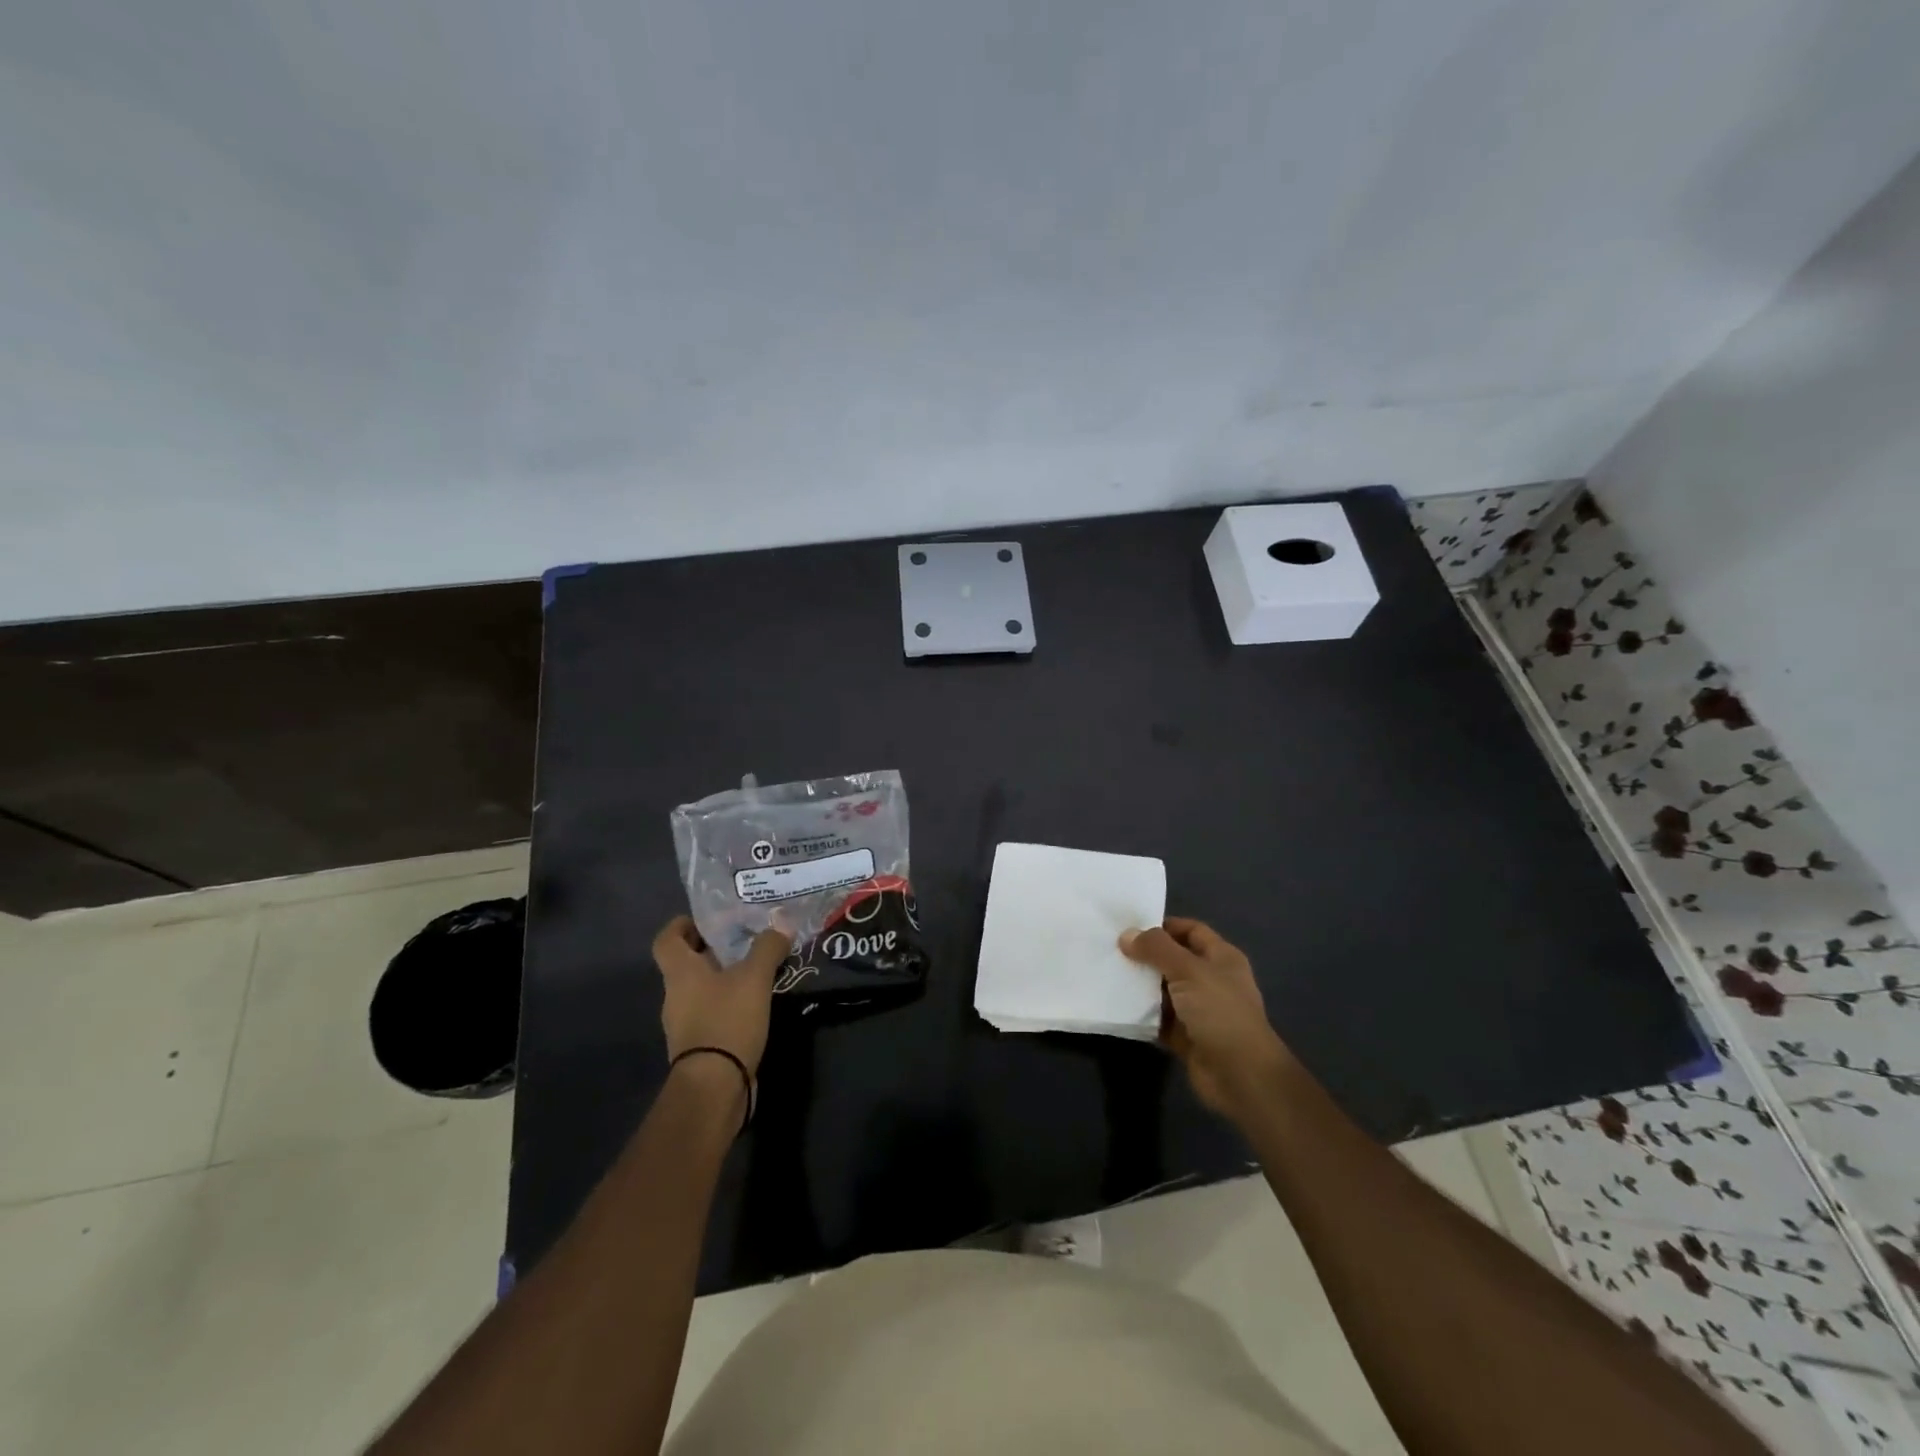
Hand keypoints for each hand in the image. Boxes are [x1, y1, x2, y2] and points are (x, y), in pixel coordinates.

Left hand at [651, 917, 791, 1077]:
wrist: (714, 1088)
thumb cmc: (726, 1021)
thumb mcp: (754, 978)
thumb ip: (767, 947)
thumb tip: (781, 925)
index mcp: (680, 973)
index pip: (667, 939)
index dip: (682, 925)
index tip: (707, 918)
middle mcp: (675, 995)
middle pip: (686, 963)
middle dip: (713, 949)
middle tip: (745, 938)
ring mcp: (685, 1024)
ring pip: (700, 989)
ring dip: (723, 977)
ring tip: (756, 970)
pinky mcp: (699, 1046)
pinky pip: (711, 1013)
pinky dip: (728, 1003)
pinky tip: (754, 1003)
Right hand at [1120, 917, 1293, 1123]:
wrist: (1241, 1075)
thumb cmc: (1220, 1012)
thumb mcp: (1188, 970)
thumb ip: (1156, 949)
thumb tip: (1126, 935)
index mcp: (1221, 958)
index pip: (1191, 931)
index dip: (1164, 927)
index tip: (1131, 928)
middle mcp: (1211, 981)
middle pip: (1174, 960)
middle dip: (1146, 956)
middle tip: (1113, 951)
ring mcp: (1199, 1011)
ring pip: (1164, 991)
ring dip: (1141, 986)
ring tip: (1109, 975)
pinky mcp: (1186, 1037)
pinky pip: (1159, 1020)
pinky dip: (1142, 1015)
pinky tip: (1117, 1007)